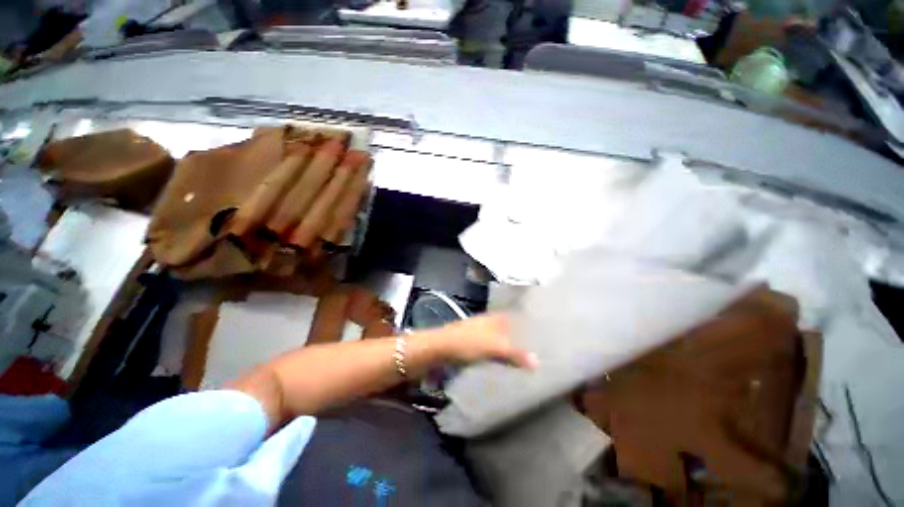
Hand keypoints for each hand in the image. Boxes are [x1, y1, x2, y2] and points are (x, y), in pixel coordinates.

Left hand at [429, 314, 537, 369]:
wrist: (440, 348)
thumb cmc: (468, 342)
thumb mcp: (493, 347)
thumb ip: (515, 353)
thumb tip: (538, 362)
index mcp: (494, 318)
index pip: (514, 316)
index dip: (526, 321)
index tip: (540, 331)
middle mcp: (487, 322)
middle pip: (507, 327)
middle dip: (518, 335)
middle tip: (536, 347)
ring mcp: (478, 332)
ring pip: (498, 337)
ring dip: (508, 345)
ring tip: (523, 357)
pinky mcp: (471, 344)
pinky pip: (490, 347)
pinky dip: (498, 353)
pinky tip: (503, 362)